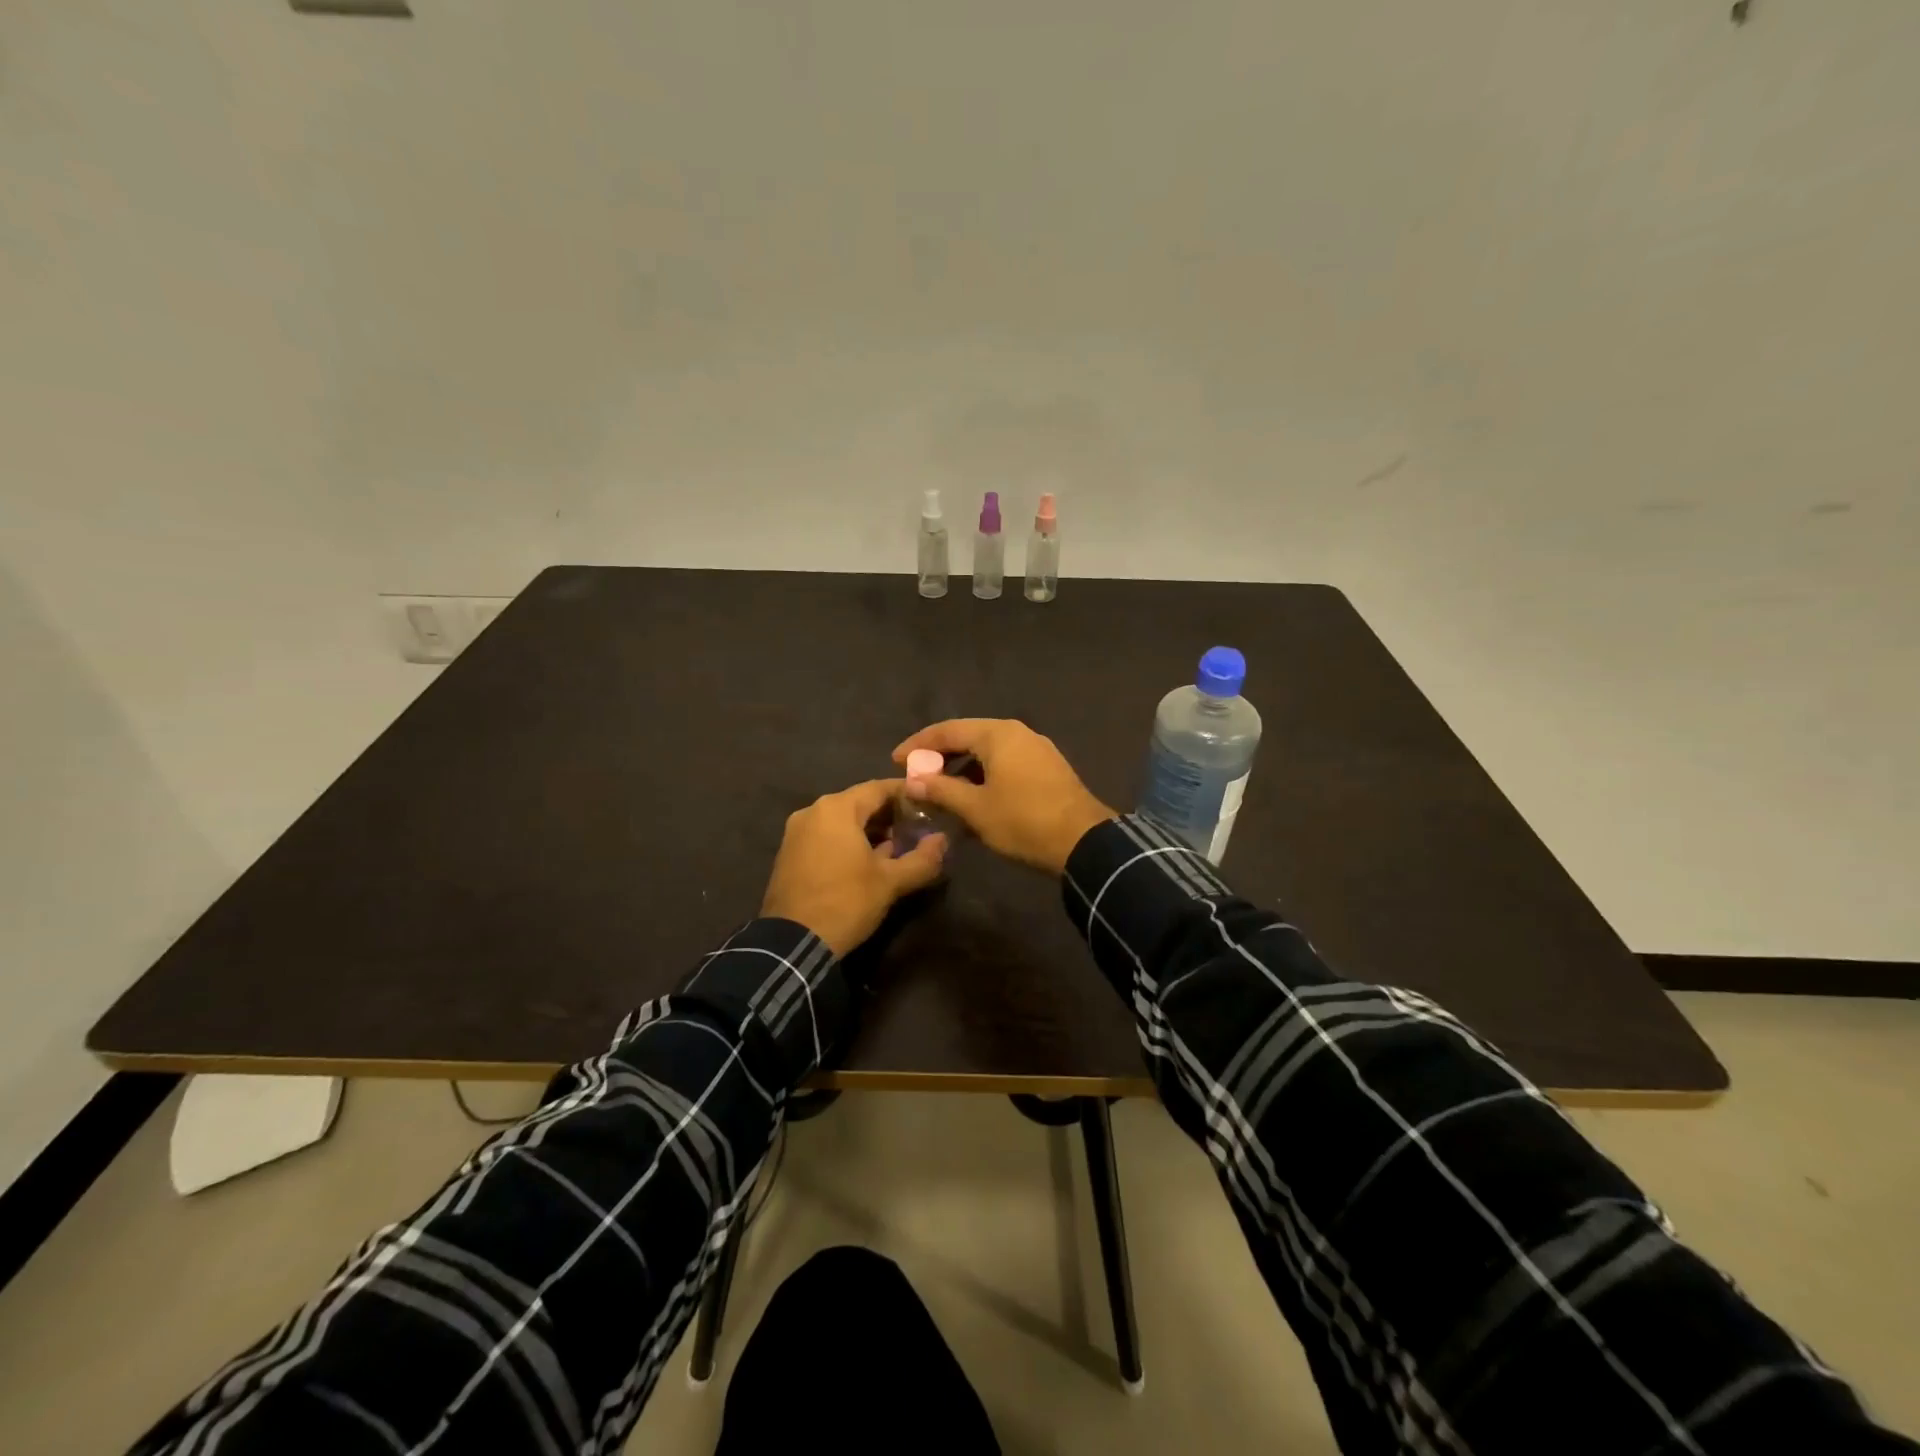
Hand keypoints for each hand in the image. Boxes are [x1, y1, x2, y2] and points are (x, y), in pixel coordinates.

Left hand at [760, 779, 947, 956]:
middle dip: (889, 814)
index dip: (907, 794)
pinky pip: (826, 836)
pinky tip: (868, 862)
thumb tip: (943, 840)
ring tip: (897, 848)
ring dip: (870, 830)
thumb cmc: (845, 902)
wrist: (791, 943)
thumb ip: (922, 858)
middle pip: (860, 802)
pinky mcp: (790, 854)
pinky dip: (849, 842)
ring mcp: (797, 833)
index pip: (879, 788)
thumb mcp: (890, 882)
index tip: (929, 804)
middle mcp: (813, 811)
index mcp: (836, 809)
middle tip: (917, 829)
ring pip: (842, 821)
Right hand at [891, 720, 1113, 875]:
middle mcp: (1017, 733)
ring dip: (962, 767)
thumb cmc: (1023, 821)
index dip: (919, 745)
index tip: (896, 761)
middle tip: (916, 774)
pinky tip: (973, 796)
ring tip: (940, 788)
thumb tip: (911, 780)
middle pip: (968, 736)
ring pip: (988, 751)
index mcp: (998, 734)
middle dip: (940, 755)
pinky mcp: (1047, 767)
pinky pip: (1005, 762)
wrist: (1083, 842)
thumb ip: (940, 790)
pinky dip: (983, 774)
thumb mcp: (975, 808)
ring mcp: (1036, 748)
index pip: (947, 730)